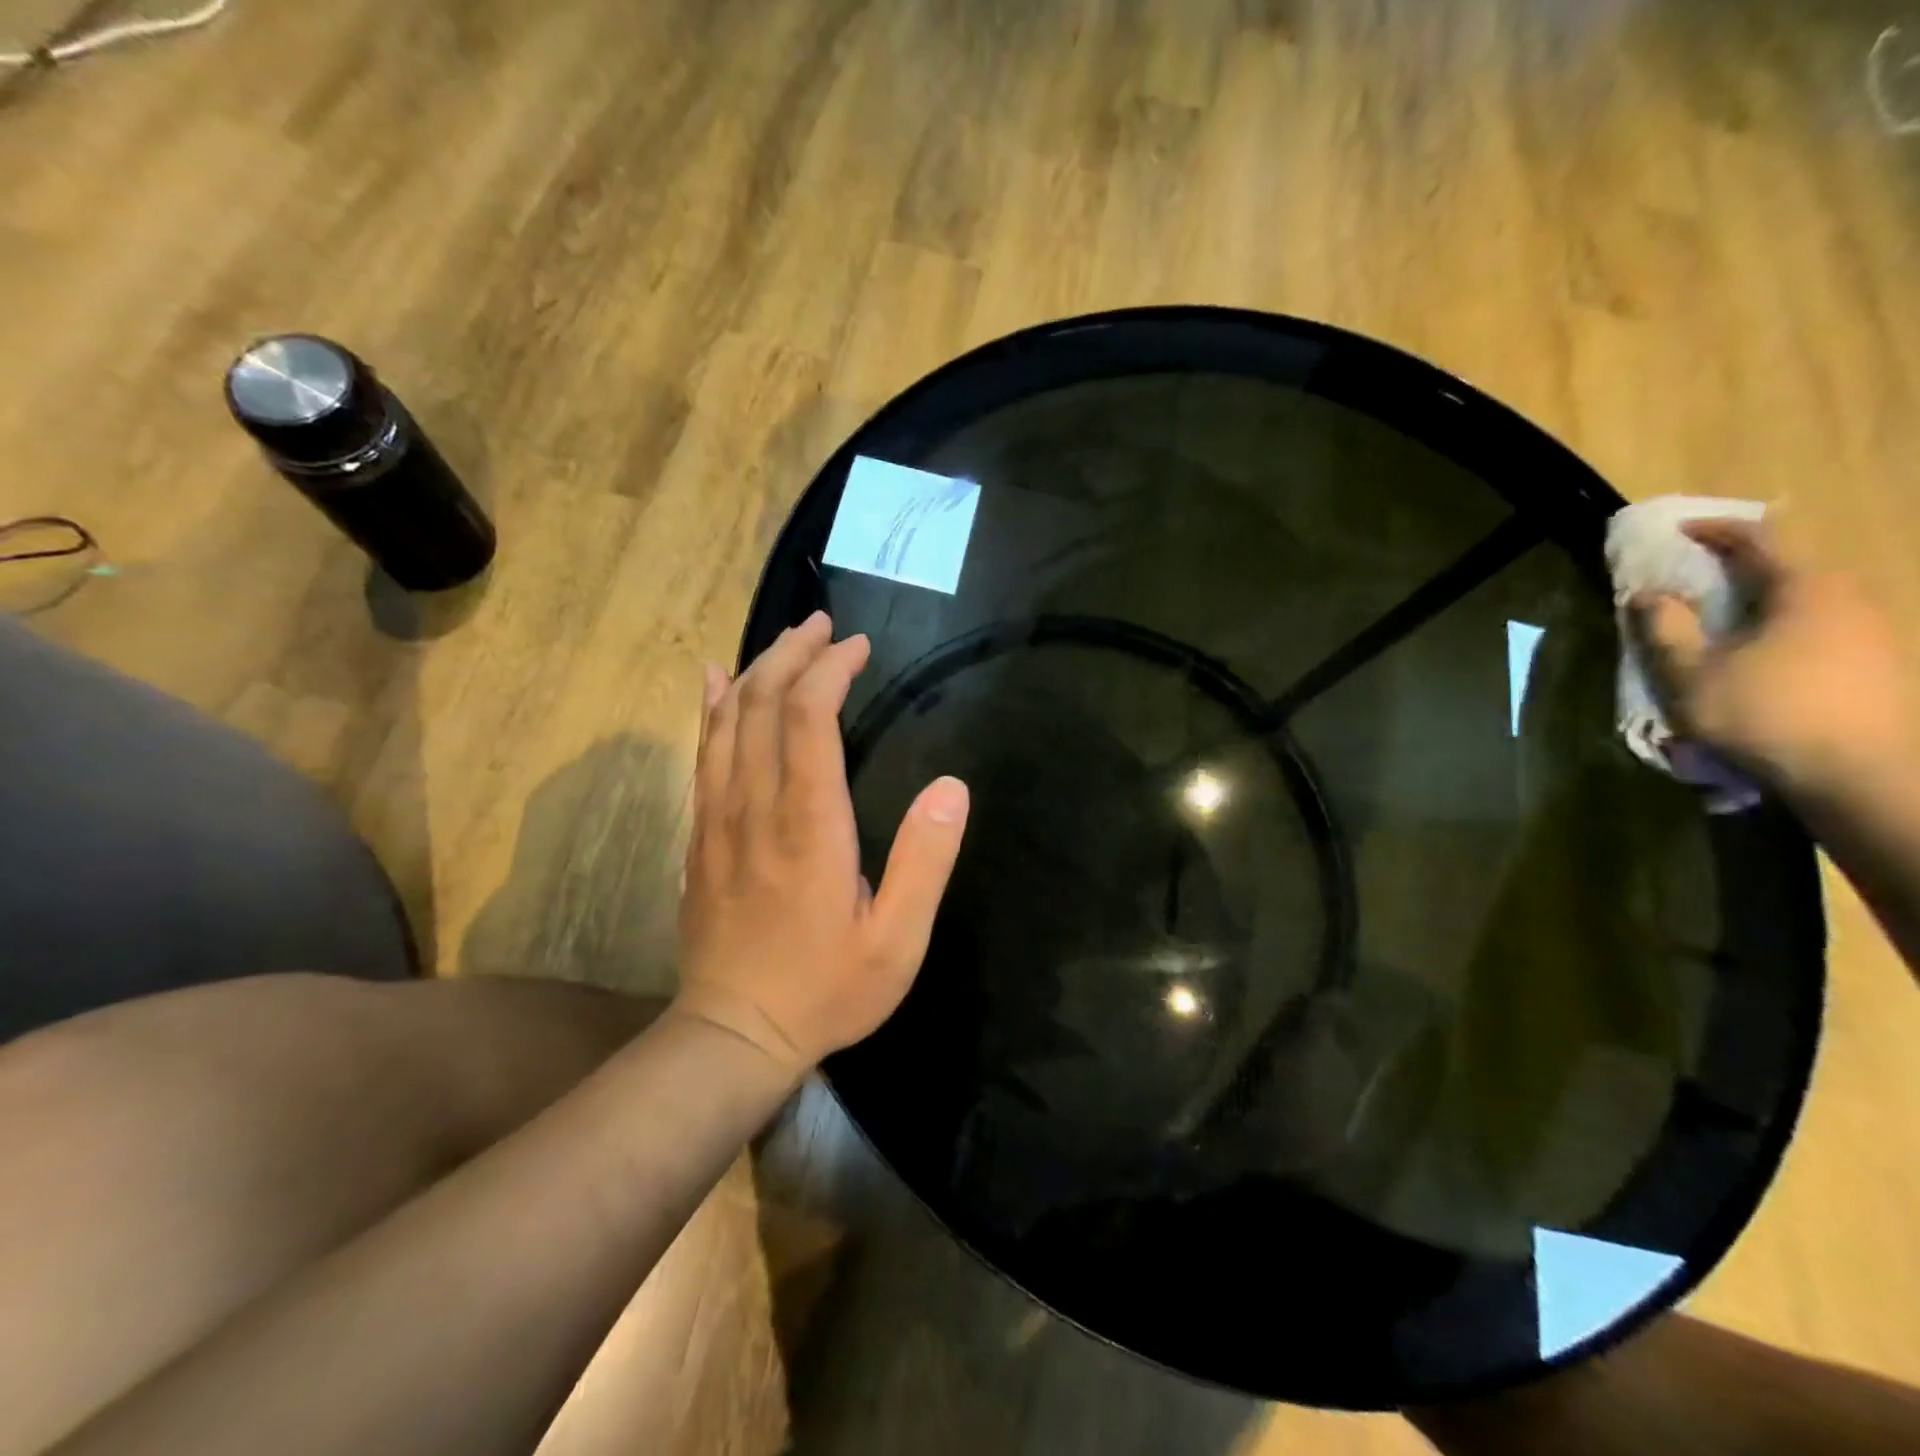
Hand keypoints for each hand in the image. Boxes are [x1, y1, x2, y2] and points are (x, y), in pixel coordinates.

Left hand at [674, 611, 969, 1075]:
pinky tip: (713, 681)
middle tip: (823, 626)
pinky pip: (702, 754)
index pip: (810, 719)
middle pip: (763, 704)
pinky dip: (710, 709)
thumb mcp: (897, 940)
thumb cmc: (824, 989)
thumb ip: (926, 861)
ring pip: (727, 721)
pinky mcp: (700, 834)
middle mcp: (756, 806)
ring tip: (785, 640)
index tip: (857, 647)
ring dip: (756, 671)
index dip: (830, 671)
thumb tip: (952, 786)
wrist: (732, 1033)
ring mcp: (719, 817)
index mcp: (809, 824)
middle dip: (792, 654)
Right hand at [1634, 519, 1913, 800]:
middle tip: (1695, 579)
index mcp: (1805, 589)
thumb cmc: (1767, 715)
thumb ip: (1665, 630)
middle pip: (1788, 566)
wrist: (1865, 776)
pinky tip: (1759, 656)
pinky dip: (1782, 627)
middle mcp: (1848, 598)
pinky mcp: (1880, 663)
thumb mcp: (1691, 675)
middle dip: (1738, 568)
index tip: (1678, 533)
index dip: (1715, 530)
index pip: (1759, 538)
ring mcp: (1873, 631)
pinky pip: (1821, 627)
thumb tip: (1648, 594)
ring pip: (1806, 599)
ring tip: (1721, 622)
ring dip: (1760, 602)